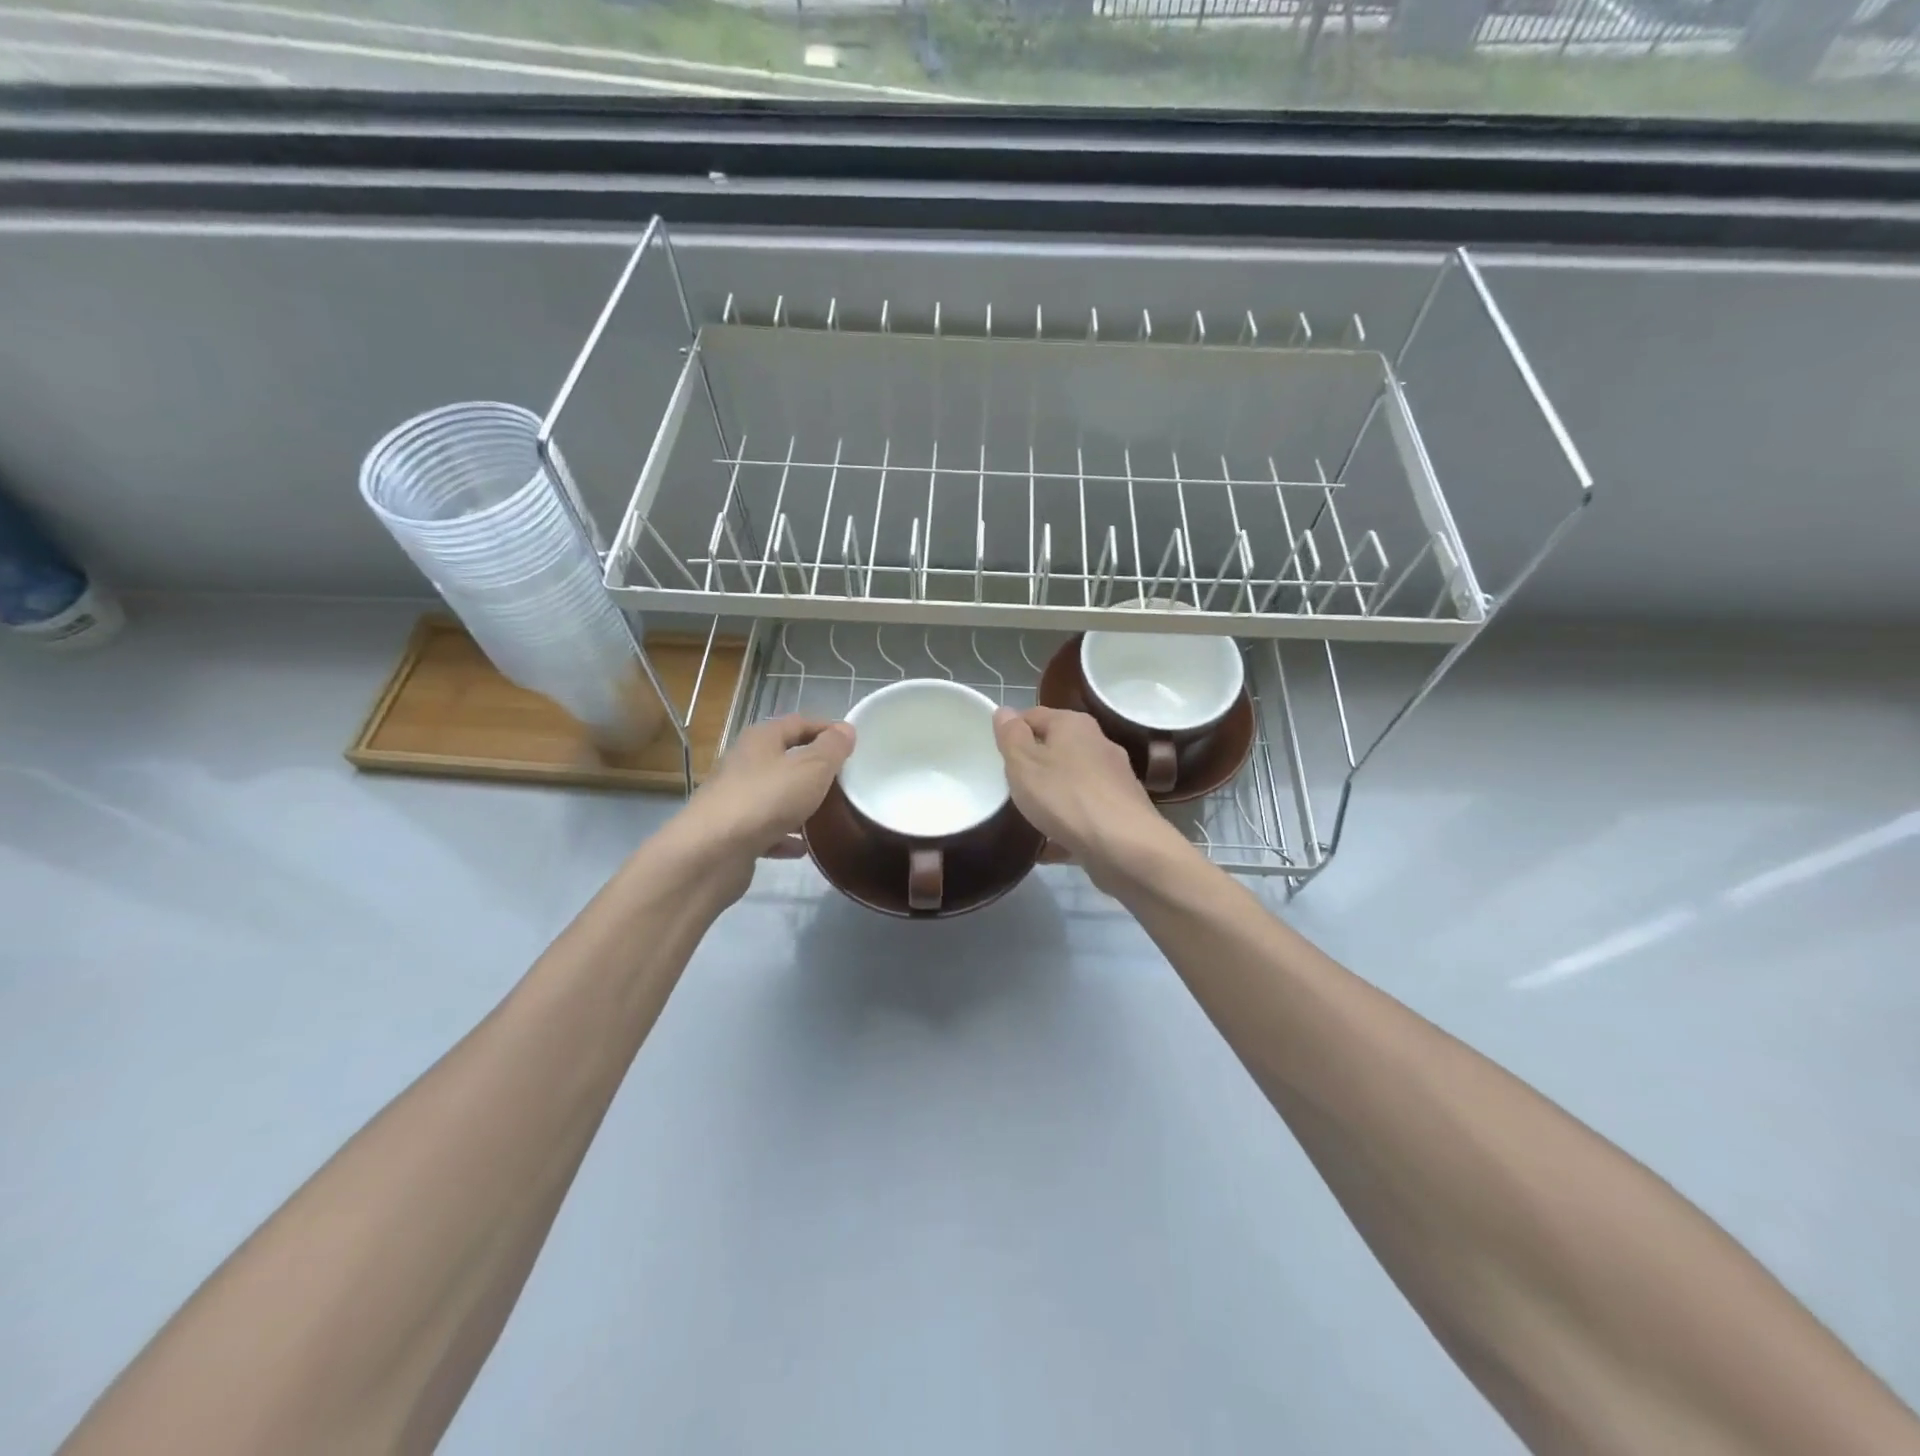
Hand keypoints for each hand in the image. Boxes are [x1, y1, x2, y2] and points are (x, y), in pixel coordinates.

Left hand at [669, 715, 854, 895]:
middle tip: (847, 781)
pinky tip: (804, 849)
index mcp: (761, 740)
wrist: (711, 853)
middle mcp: (746, 764)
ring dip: (802, 804)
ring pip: (777, 796)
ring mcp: (738, 800)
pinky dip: (786, 836)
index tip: (853, 743)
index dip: (827, 729)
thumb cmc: (766, 799)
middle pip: (787, 759)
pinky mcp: (735, 833)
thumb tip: (845, 729)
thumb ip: (832, 748)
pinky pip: (768, 830)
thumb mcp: (811, 768)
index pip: (799, 722)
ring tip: (830, 814)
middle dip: (816, 769)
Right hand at [991, 706, 1186, 890]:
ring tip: (1026, 817)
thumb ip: (1011, 736)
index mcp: (1074, 724)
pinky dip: (1066, 823)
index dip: (1011, 732)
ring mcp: (1113, 778)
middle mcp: (1098, 744)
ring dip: (1050, 796)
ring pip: (1070, 781)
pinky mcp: (1120, 811)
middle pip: (1055, 748)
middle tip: (1007, 787)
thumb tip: (1005, 712)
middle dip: (1032, 766)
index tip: (994, 756)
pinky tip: (1048, 846)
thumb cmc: (1065, 796)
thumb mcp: (1024, 763)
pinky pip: (1084, 812)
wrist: (1124, 846)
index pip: (1033, 715)